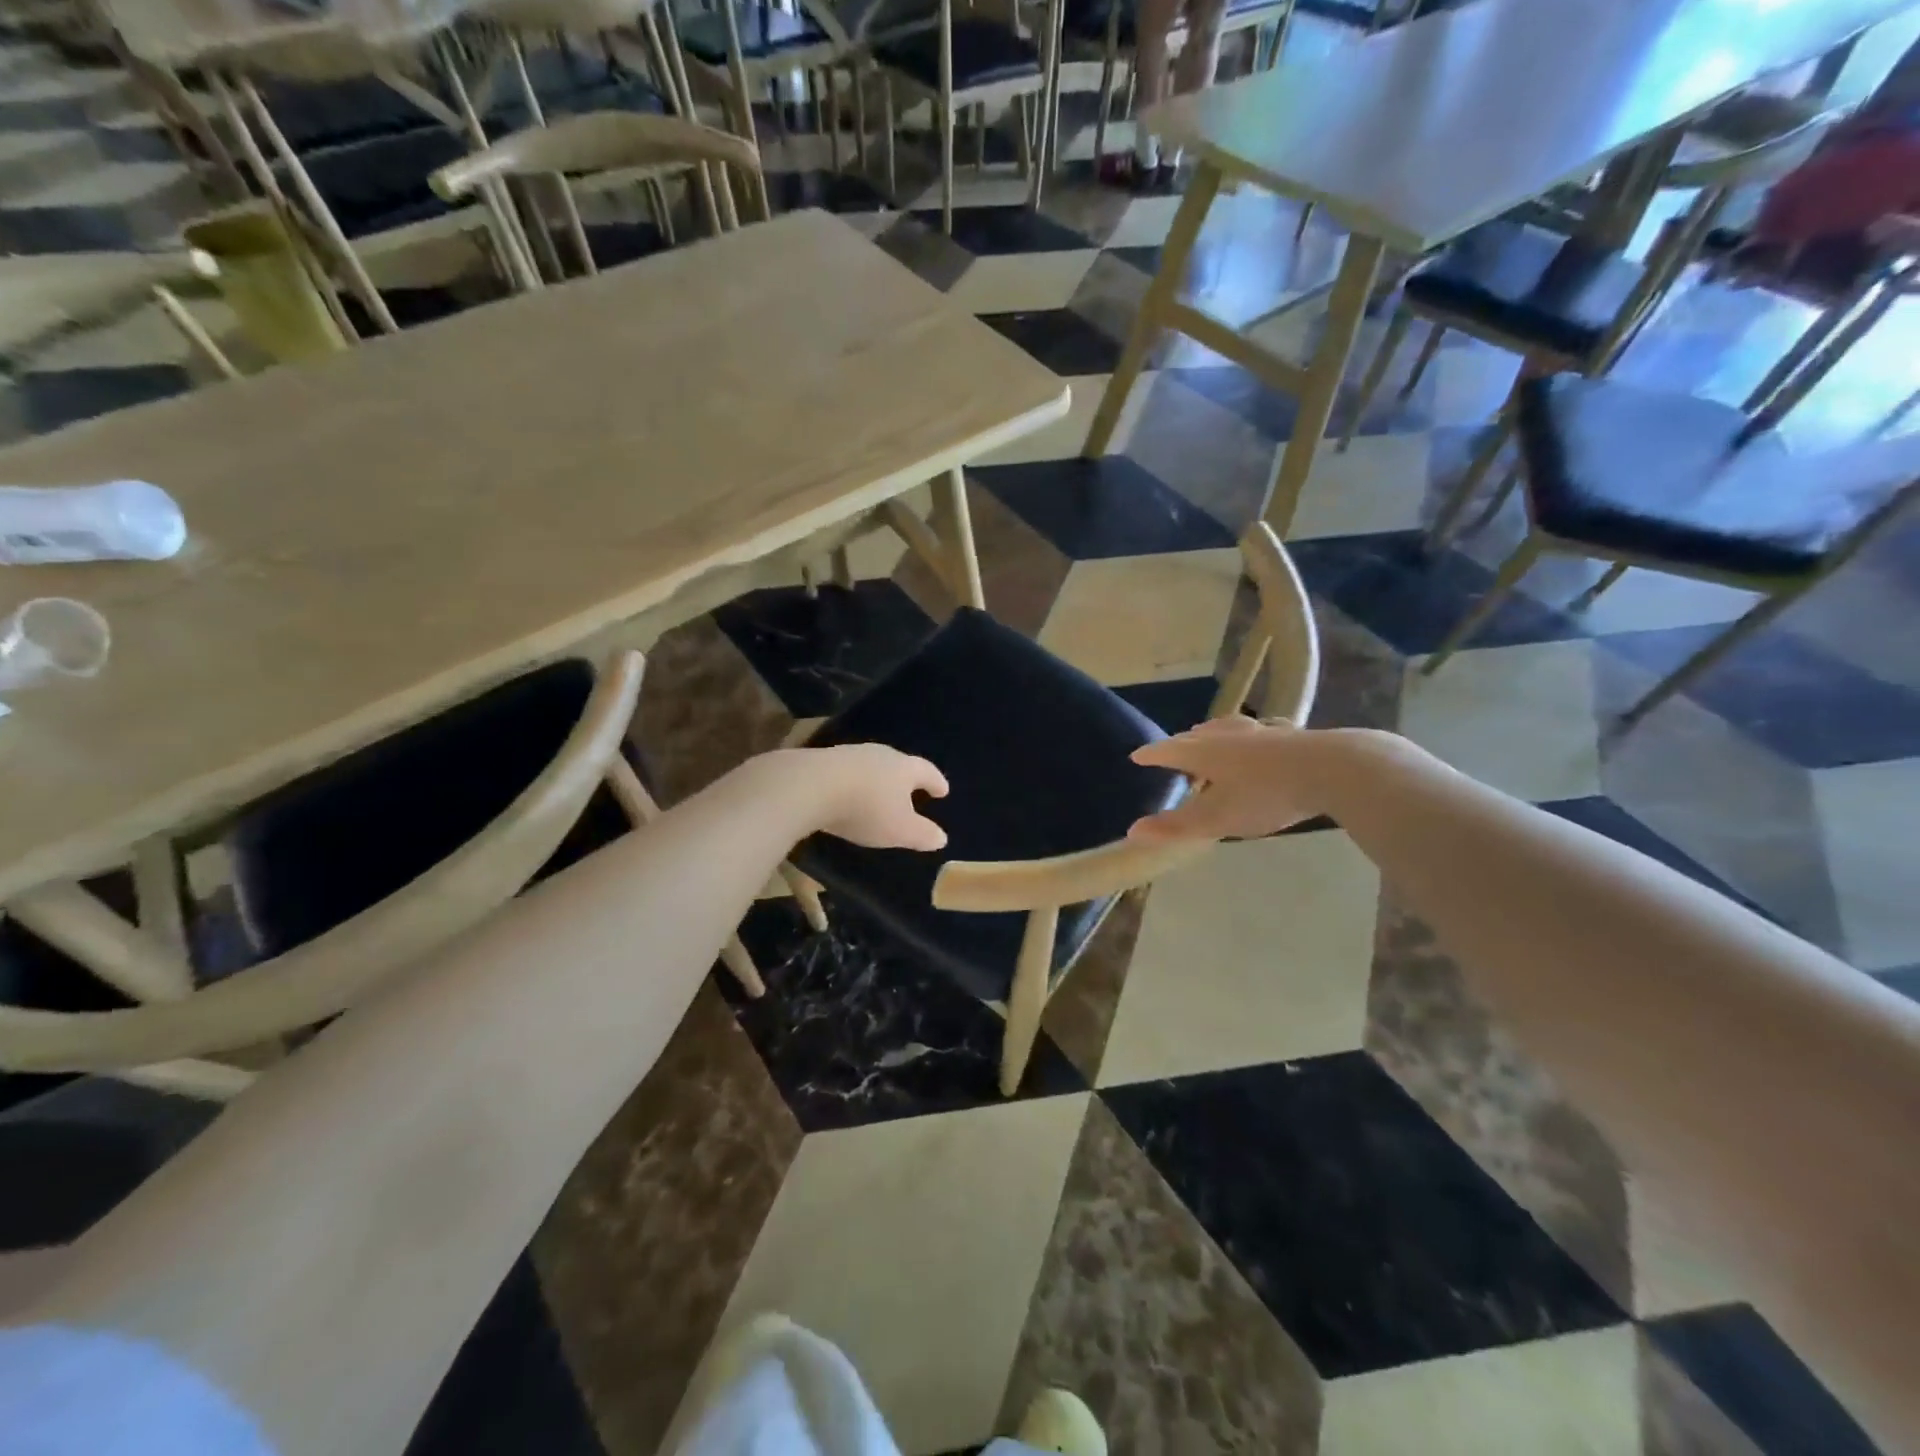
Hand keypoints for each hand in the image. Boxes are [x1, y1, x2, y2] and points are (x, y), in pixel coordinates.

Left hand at [798, 744, 949, 850]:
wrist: (809, 786)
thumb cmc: (865, 808)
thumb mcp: (899, 830)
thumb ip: (922, 834)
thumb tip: (941, 838)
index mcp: (904, 768)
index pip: (927, 772)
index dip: (936, 782)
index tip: (943, 791)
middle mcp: (880, 755)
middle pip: (898, 763)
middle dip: (906, 778)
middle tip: (911, 790)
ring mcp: (849, 754)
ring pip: (871, 766)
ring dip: (877, 780)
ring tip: (878, 793)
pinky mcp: (822, 761)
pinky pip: (846, 772)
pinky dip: (853, 783)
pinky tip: (847, 794)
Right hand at [1127, 717, 1332, 841]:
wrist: (1333, 769)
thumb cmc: (1266, 795)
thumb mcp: (1217, 818)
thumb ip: (1176, 827)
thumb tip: (1132, 832)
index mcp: (1206, 753)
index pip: (1169, 750)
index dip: (1152, 755)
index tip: (1137, 757)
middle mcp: (1230, 736)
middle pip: (1198, 736)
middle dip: (1182, 743)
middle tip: (1173, 749)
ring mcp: (1263, 733)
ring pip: (1230, 729)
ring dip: (1214, 734)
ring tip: (1210, 736)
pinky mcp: (1293, 736)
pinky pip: (1261, 732)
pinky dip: (1251, 737)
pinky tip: (1263, 739)